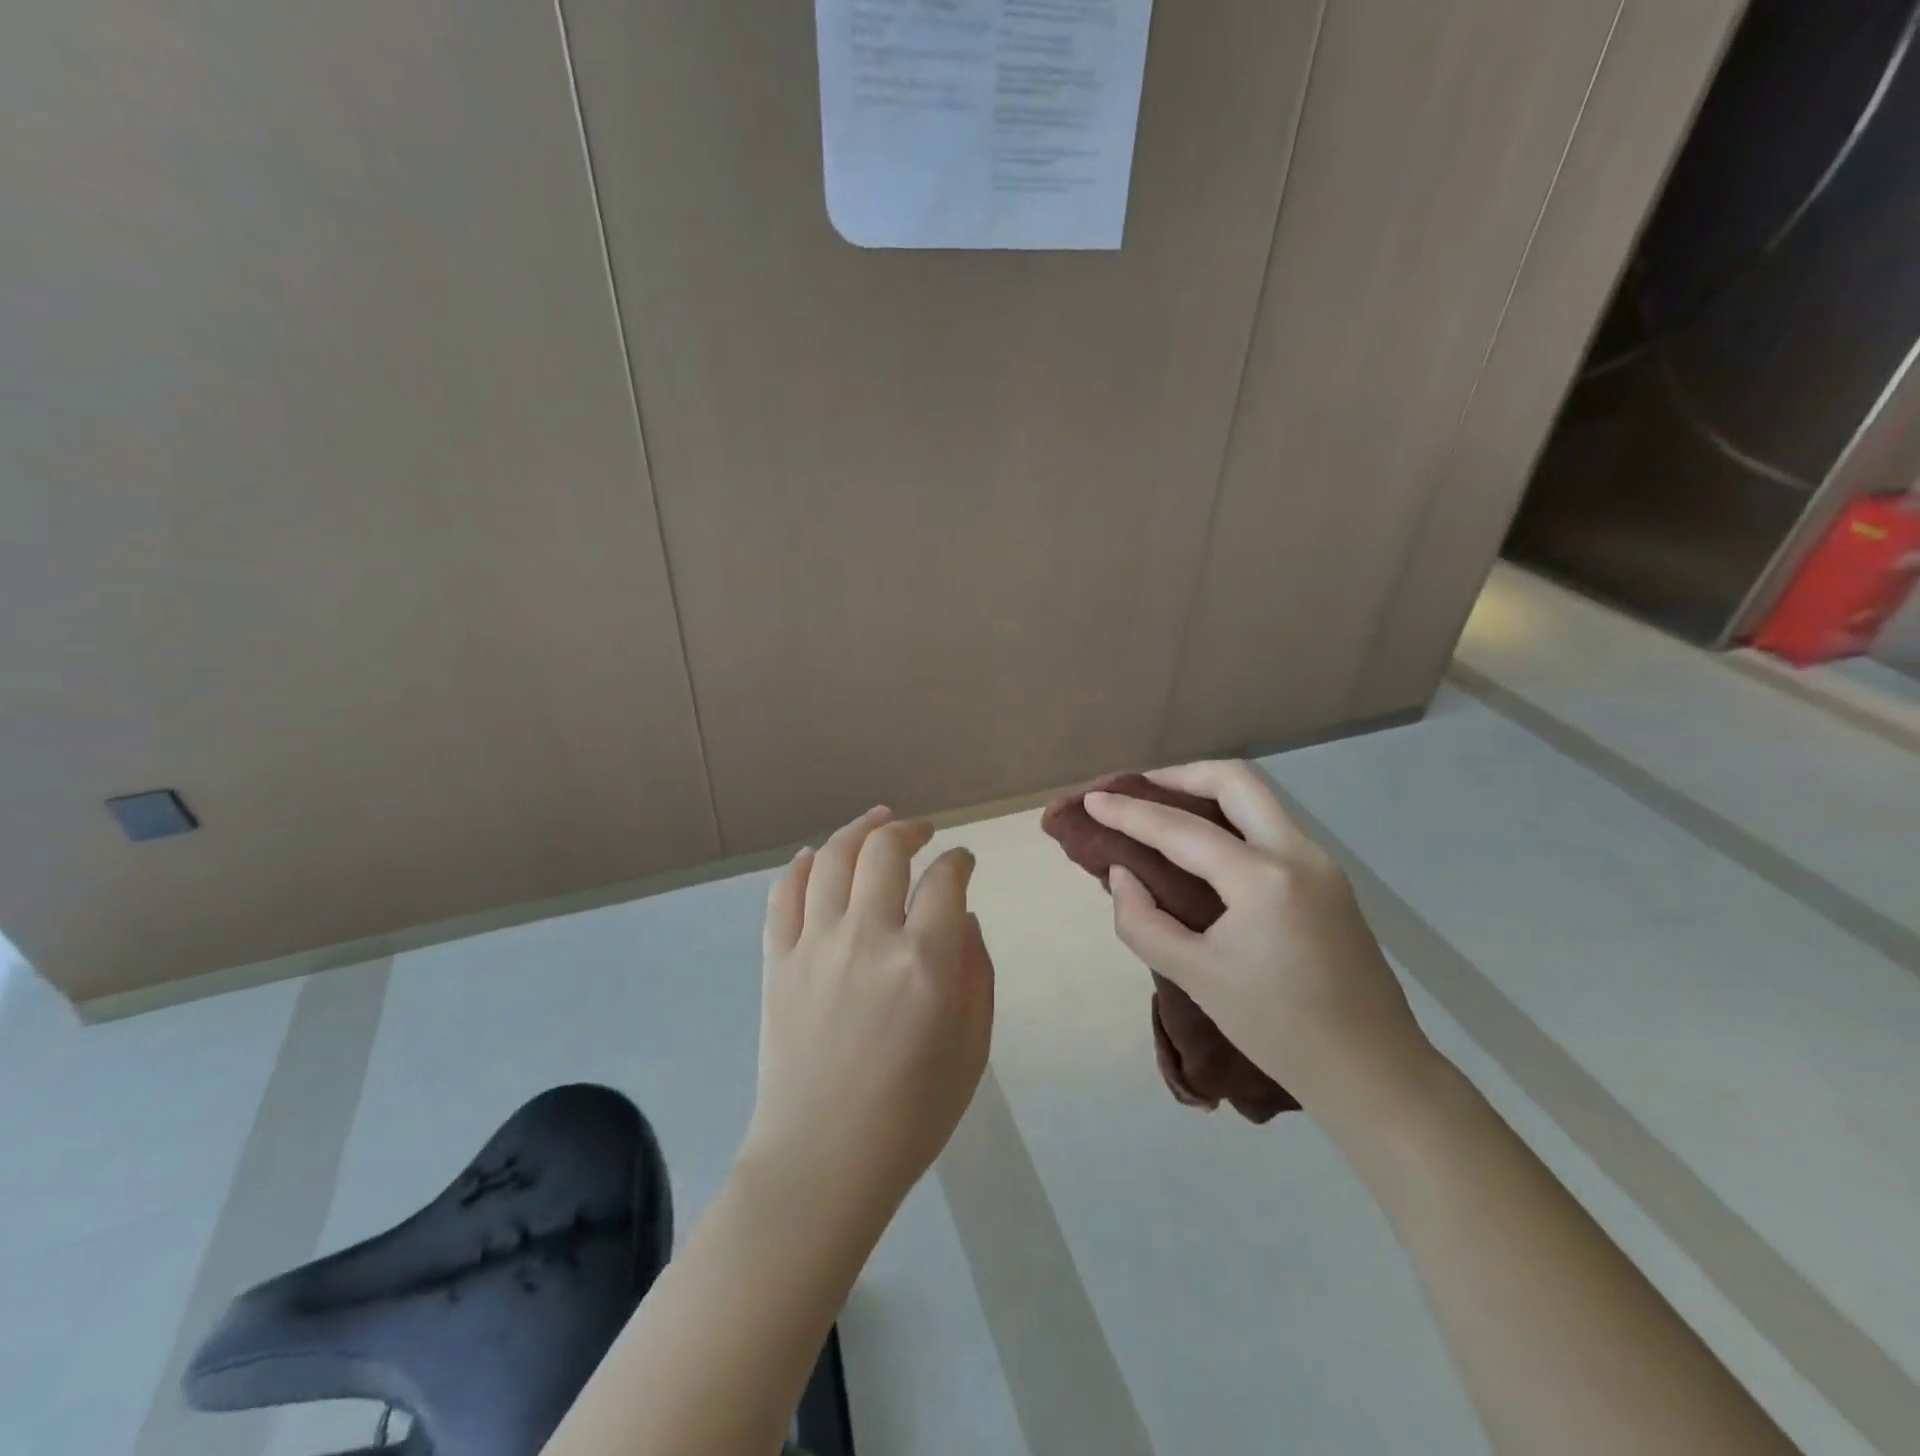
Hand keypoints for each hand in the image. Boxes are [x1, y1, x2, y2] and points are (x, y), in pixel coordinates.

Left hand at [745, 807, 995, 1219]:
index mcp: (924, 962)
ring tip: (877, 821)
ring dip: (859, 830)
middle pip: (885, 851)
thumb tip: (963, 919)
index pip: (946, 880)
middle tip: (922, 832)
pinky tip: (815, 856)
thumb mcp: (971, 1050)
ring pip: (833, 858)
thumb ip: (975, 974)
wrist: (822, 1162)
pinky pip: (784, 894)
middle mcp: (868, 938)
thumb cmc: (910, 1116)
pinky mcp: (778, 961)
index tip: (964, 861)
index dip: (959, 860)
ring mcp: (815, 945)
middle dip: (910, 830)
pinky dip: (801, 865)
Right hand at [1084, 761, 1438, 1125]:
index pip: (1181, 829)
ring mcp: (1321, 864)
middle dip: (1180, 776)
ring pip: (1258, 800)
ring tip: (1163, 812)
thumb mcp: (1196, 978)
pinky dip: (1230, 821)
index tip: (1092, 799)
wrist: (1374, 1073)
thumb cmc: (1279, 1030)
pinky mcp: (1329, 881)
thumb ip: (1143, 921)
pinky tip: (1203, 848)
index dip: (1129, 812)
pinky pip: (1271, 828)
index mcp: (1263, 879)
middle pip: (1235, 781)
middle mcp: (1298, 853)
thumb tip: (1122, 874)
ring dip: (1207, 794)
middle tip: (1138, 790)